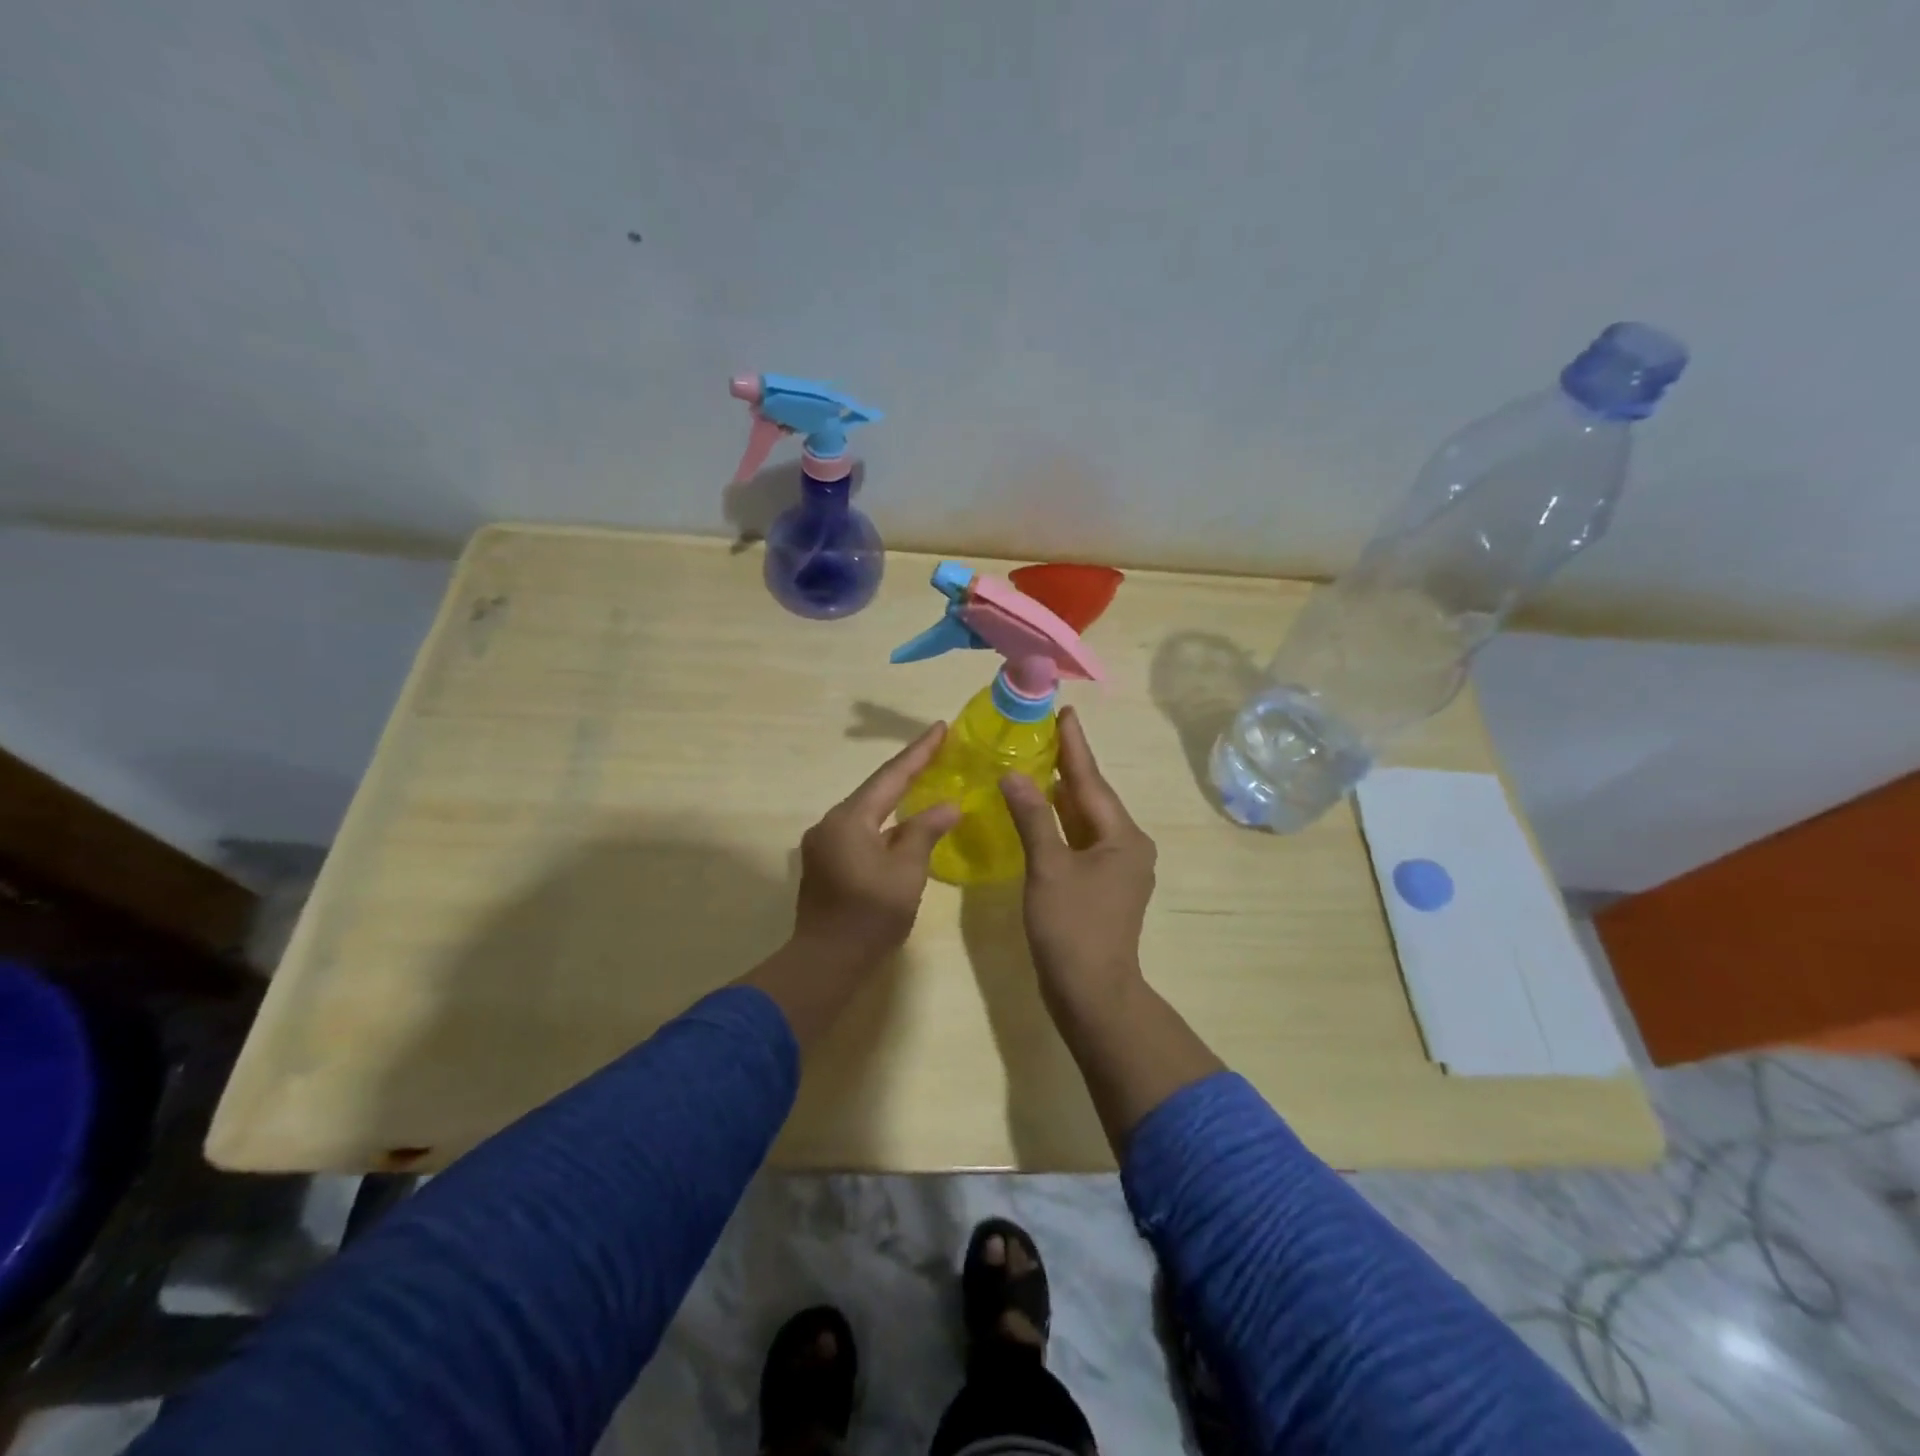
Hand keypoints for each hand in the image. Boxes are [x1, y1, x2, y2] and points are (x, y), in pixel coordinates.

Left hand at [791, 722, 961, 969]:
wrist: (825, 962)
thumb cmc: (870, 915)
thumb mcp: (906, 871)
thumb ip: (925, 832)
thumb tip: (947, 806)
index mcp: (850, 819)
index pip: (891, 776)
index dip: (919, 752)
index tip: (940, 727)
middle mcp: (831, 823)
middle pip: (876, 790)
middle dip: (908, 771)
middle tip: (938, 751)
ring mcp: (824, 843)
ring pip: (867, 812)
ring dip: (896, 798)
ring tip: (925, 783)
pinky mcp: (825, 863)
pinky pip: (860, 831)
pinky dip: (885, 823)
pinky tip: (903, 825)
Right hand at [999, 707, 1155, 1012]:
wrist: (1092, 993)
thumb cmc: (1072, 927)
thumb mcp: (1049, 867)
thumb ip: (1033, 817)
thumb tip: (1015, 775)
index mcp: (1123, 837)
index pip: (1091, 781)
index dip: (1075, 746)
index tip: (1065, 712)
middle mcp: (1128, 847)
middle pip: (1092, 798)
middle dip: (1069, 767)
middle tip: (1045, 732)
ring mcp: (1118, 869)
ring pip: (1086, 821)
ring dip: (1063, 795)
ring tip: (1039, 763)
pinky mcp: (1104, 888)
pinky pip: (1081, 842)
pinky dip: (1061, 825)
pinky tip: (1042, 813)